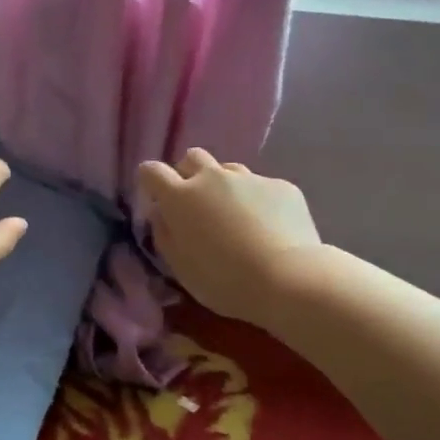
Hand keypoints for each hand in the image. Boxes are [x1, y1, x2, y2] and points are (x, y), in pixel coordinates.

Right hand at [137, 149, 321, 325]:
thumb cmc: (225, 281)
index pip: (152, 171)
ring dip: (224, 186)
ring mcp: (249, 178)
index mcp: (181, 197)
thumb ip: (165, 234)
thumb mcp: (181, 267)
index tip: (156, 196)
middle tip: (196, 204)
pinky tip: (269, 228)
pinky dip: (258, 201)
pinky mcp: (281, 185)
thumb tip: (162, 213)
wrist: (289, 279)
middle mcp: (212, 178)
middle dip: (189, 174)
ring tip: (236, 216)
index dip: (150, 180)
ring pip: (228, 170)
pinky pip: (261, 186)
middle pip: (192, 158)